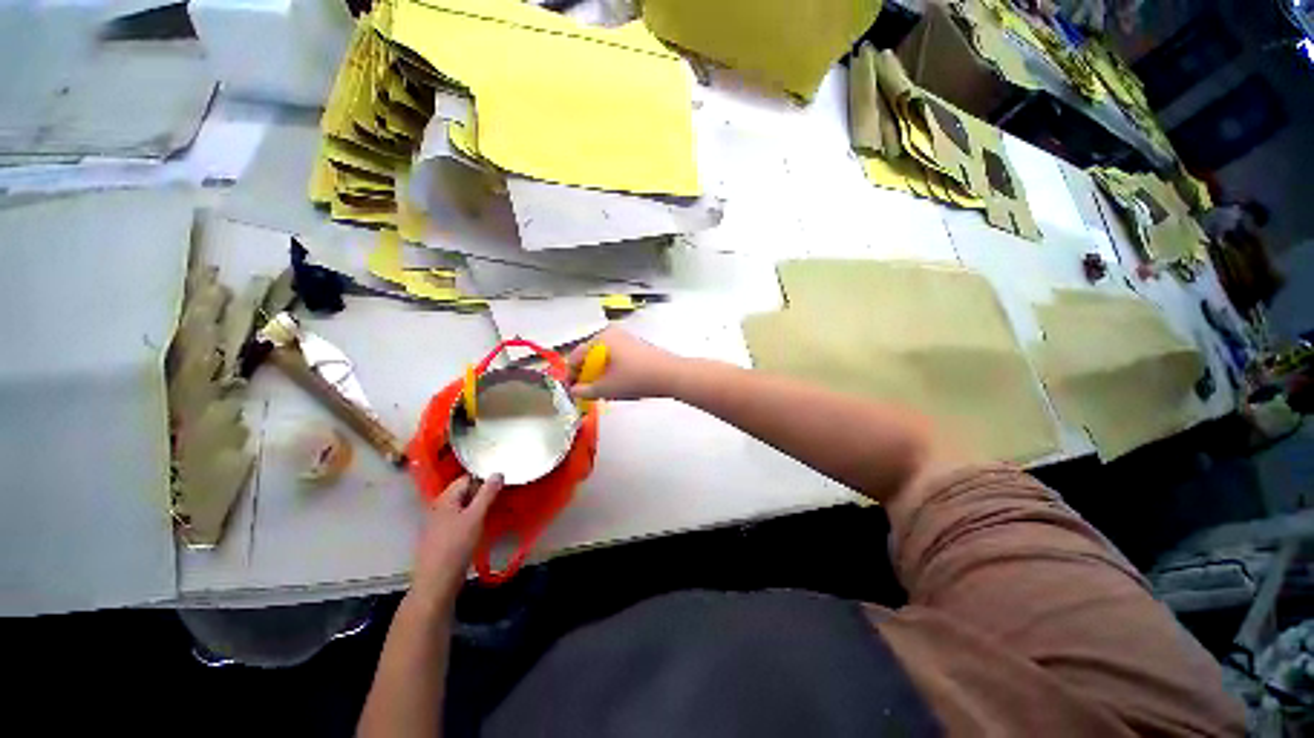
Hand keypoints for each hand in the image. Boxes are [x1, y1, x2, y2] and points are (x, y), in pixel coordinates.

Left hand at [411, 474, 502, 605]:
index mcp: (445, 499)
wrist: (437, 582)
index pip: (466, 478)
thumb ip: (487, 493)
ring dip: (478, 506)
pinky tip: (482, 525)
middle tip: (503, 494)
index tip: (502, 481)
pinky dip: (472, 518)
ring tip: (496, 508)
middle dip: (482, 491)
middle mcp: (440, 507)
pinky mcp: (443, 537)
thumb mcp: (476, 516)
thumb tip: (497, 473)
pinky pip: (460, 519)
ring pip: (463, 507)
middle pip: (464, 492)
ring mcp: (439, 523)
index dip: (483, 477)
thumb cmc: (456, 546)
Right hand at [567, 327, 685, 400]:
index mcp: (601, 338)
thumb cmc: (635, 378)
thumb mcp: (606, 388)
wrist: (670, 375)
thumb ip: (585, 390)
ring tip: (600, 390)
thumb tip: (574, 391)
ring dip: (598, 373)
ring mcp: (625, 338)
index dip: (570, 375)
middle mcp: (611, 333)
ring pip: (603, 357)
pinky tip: (617, 383)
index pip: (576, 356)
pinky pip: (615, 357)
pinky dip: (611, 370)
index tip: (569, 391)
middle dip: (585, 374)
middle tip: (584, 392)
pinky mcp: (636, 346)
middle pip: (589, 355)